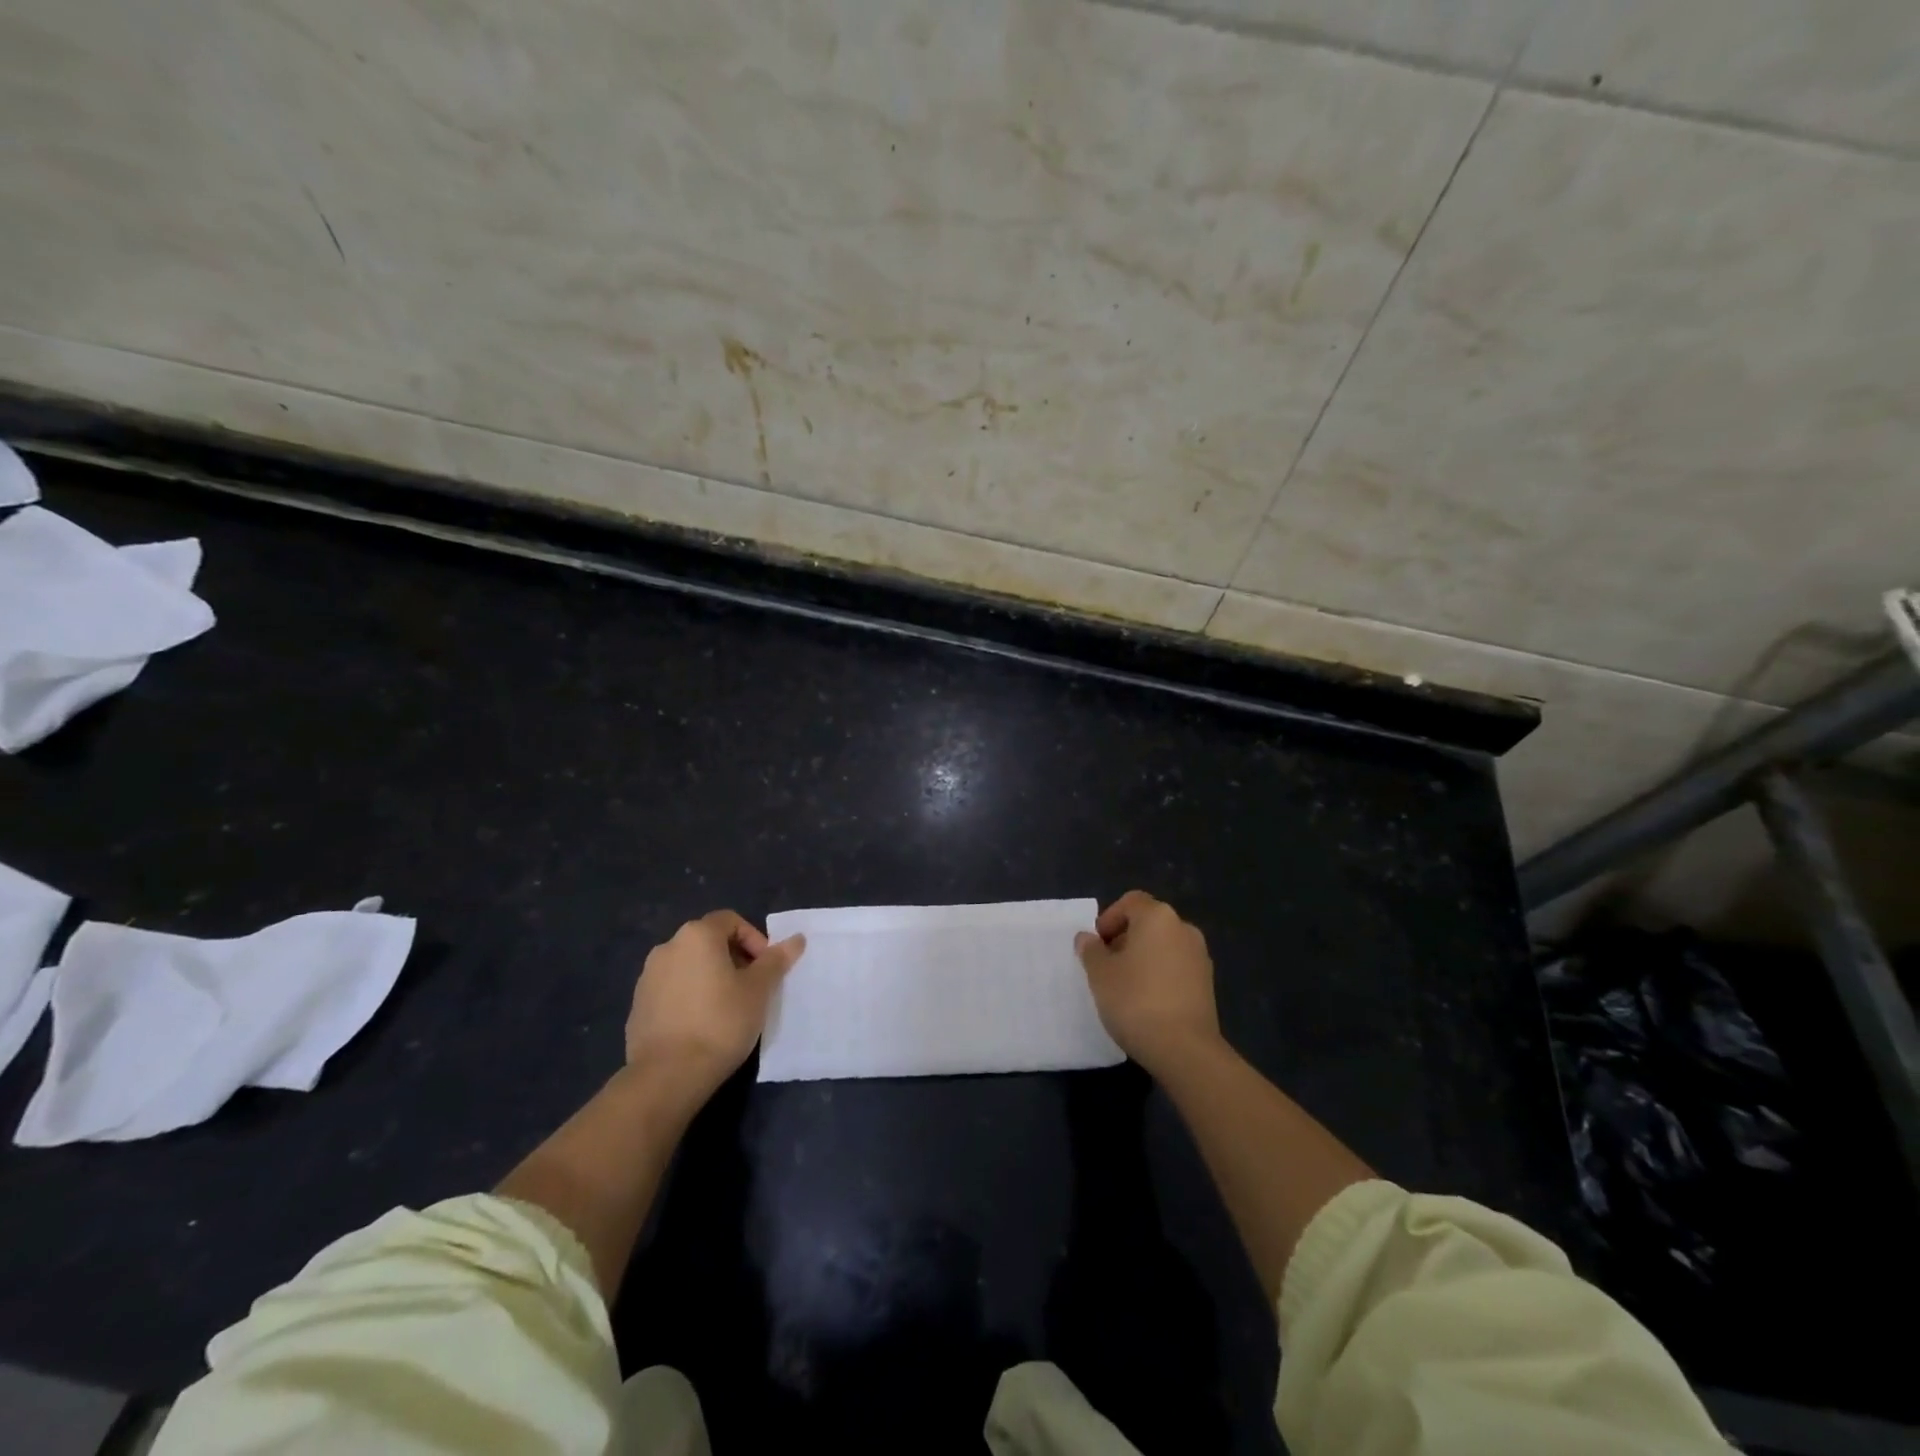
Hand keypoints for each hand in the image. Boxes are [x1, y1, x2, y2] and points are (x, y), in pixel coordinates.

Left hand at [626, 910, 805, 1098]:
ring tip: (728, 1007)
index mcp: (697, 936)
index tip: (766, 968)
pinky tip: (702, 1025)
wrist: (667, 1075)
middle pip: (708, 941)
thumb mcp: (759, 990)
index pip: (731, 920)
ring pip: (689, 966)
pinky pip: (672, 990)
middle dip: (734, 958)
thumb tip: (796, 939)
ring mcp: (648, 977)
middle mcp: (667, 947)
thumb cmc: (721, 1022)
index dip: (754, 939)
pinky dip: (690, 997)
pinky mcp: (638, 1006)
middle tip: (752, 987)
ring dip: (711, 977)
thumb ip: (776, 960)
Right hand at [1075, 891, 1221, 1076]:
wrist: (1185, 1049)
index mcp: (1158, 917)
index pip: (1130, 902)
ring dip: (1142, 957)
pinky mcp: (1207, 983)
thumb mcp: (1100, 974)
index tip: (1096, 945)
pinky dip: (1159, 974)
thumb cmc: (1135, 1000)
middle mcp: (1183, 928)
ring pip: (1163, 945)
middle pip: (1148, 922)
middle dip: (1124, 938)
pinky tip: (1146, 1000)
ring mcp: (1200, 956)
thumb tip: (1087, 938)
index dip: (1109, 918)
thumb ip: (1091, 951)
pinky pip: (1176, 967)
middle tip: (1105, 965)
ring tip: (1124, 986)